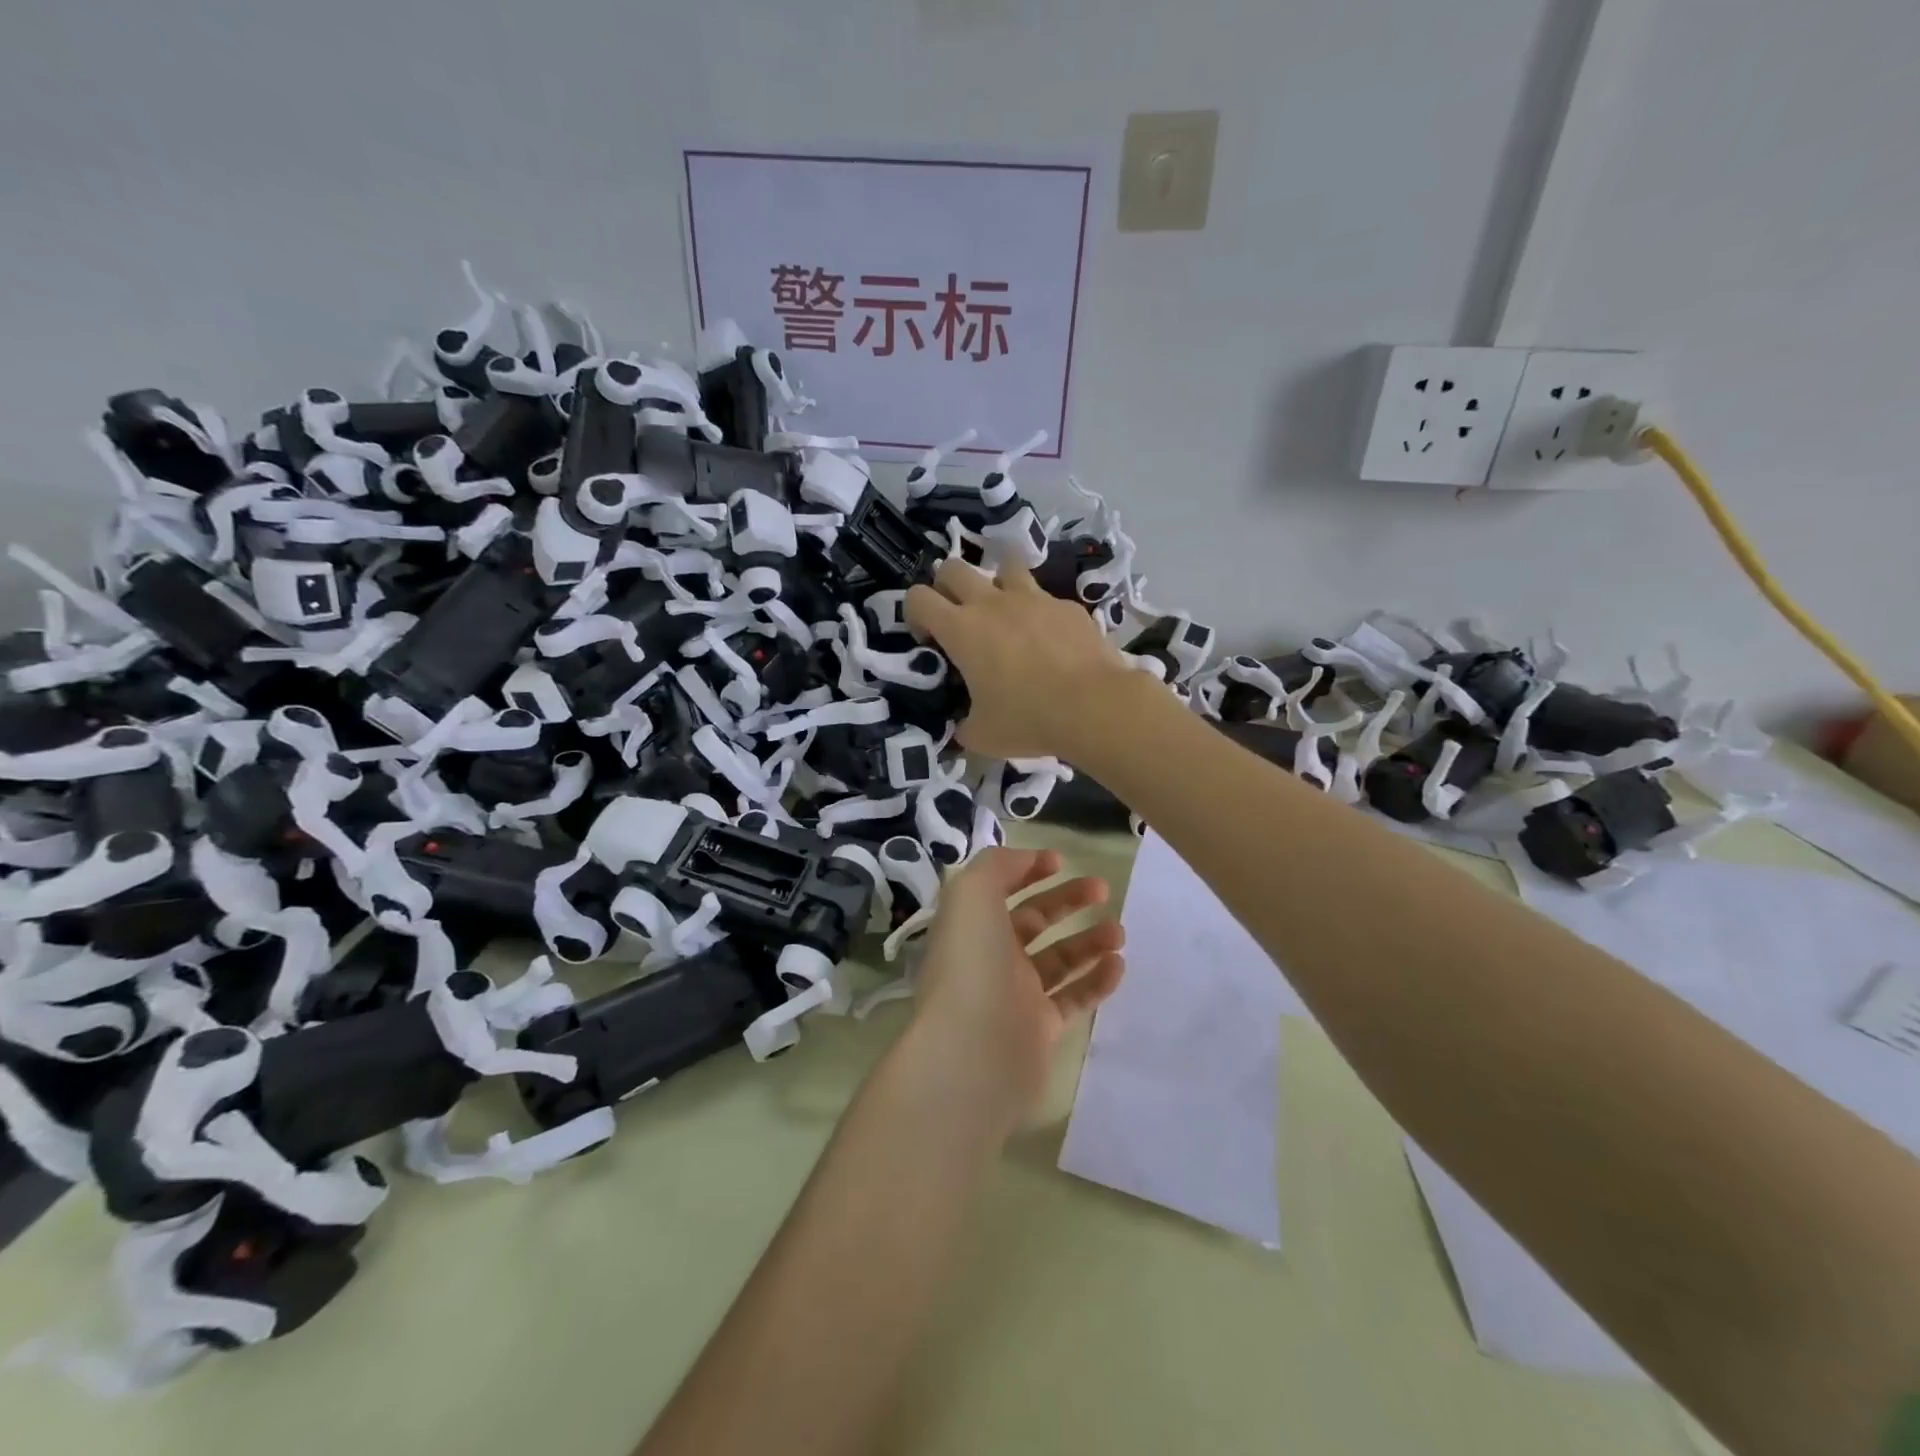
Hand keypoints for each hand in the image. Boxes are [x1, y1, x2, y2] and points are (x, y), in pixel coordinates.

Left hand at [904, 848, 1125, 1133]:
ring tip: (1118, 931)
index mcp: (970, 925)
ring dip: (1089, 941)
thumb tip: (1027, 860)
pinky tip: (1118, 965)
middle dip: (1066, 901)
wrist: (973, 1053)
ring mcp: (1015, 995)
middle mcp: (990, 957)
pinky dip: (1096, 981)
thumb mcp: (972, 894)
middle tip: (1103, 889)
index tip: (1061, 862)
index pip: (999, 890)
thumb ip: (998, 866)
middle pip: (1033, 921)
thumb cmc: (972, 963)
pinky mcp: (1040, 1030)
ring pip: (1058, 960)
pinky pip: (1073, 999)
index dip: (1027, 872)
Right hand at [905, 558, 1135, 760]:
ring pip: (1003, 565)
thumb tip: (963, 728)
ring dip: (995, 583)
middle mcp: (992, 603)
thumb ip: (964, 727)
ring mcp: (1033, 598)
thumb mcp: (983, 736)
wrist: (1093, 706)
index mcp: (961, 629)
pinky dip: (1038, 612)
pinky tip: (1050, 640)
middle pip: (953, 567)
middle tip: (959, 619)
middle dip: (947, 587)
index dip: (915, 615)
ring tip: (1004, 613)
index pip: (918, 598)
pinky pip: (1044, 597)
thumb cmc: (1028, 720)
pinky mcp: (1066, 605)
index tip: (930, 641)